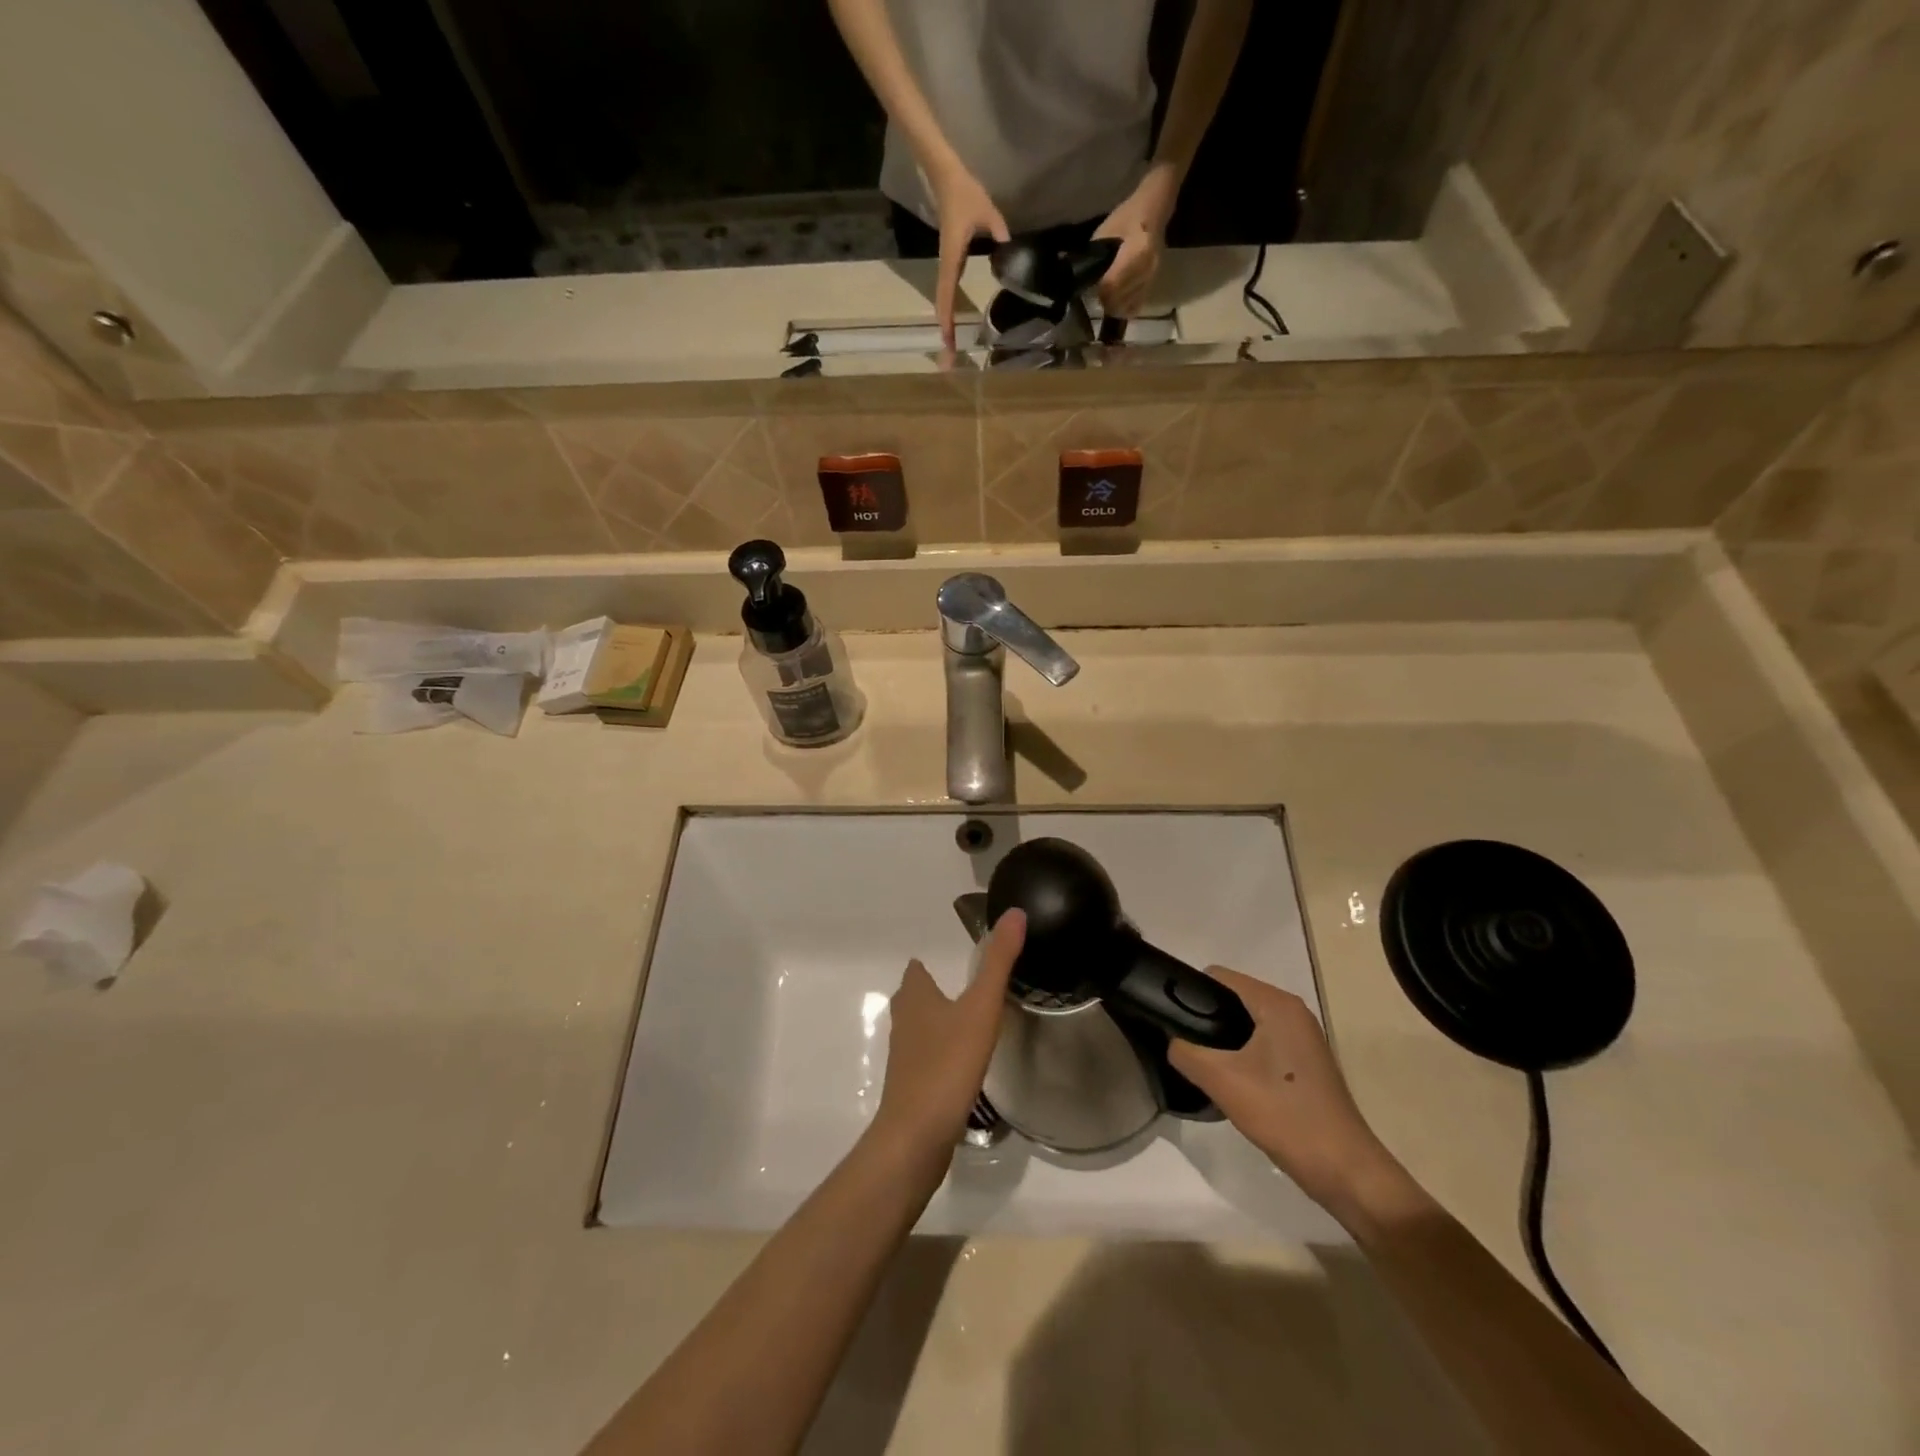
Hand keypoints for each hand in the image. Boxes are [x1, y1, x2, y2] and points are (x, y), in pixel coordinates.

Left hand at [872, 909, 1025, 1155]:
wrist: (917, 1136)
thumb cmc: (947, 1063)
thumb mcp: (980, 1007)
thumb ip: (998, 962)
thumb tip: (1015, 912)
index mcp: (915, 997)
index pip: (917, 969)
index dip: (930, 962)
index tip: (958, 959)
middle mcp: (904, 1022)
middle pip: (915, 998)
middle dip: (934, 991)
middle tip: (969, 989)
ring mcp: (905, 1057)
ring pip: (920, 1029)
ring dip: (938, 1023)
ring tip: (970, 1023)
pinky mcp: (911, 1088)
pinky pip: (927, 1059)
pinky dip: (942, 1054)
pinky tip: (964, 1065)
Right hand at [929, 160, 1008, 347]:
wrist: (947, 177)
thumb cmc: (965, 194)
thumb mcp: (988, 213)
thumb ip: (1001, 234)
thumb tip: (1013, 255)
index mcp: (952, 258)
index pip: (947, 295)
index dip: (948, 320)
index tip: (949, 342)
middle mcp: (947, 267)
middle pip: (943, 306)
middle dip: (945, 333)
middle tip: (948, 359)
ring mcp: (947, 265)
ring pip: (944, 301)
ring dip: (946, 324)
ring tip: (950, 347)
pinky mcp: (950, 262)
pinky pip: (948, 292)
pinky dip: (949, 310)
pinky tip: (954, 323)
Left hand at [1093, 162, 1180, 317]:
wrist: (1153, 213)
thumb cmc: (1126, 218)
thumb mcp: (1104, 233)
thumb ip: (1094, 259)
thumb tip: (1083, 280)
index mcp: (1137, 252)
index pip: (1112, 284)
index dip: (1099, 290)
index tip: (1091, 288)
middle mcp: (1147, 269)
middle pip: (1119, 299)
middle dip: (1104, 300)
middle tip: (1096, 294)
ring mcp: (1151, 280)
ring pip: (1126, 307)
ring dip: (1113, 305)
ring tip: (1105, 296)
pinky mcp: (1152, 286)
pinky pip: (1135, 307)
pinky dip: (1123, 307)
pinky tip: (1117, 300)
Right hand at [1168, 967, 1408, 1220]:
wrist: (1346, 1172)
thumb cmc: (1285, 1115)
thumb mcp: (1222, 1081)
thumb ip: (1186, 1052)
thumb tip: (1171, 1041)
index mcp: (1277, 1004)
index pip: (1218, 977)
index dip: (1189, 992)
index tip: (1169, 1018)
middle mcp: (1293, 1012)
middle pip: (1232, 998)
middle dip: (1204, 1018)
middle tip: (1183, 1046)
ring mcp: (1302, 1038)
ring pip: (1246, 1023)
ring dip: (1222, 1039)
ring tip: (1201, 1064)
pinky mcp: (1305, 1063)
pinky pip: (1261, 1043)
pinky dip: (1241, 1054)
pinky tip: (1230, 1081)